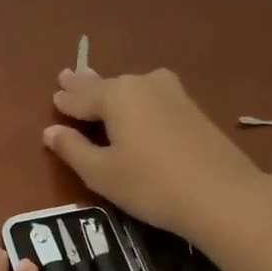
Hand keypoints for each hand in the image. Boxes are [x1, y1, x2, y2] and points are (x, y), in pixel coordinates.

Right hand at [44, 68, 264, 240]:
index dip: (65, 101)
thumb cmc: (149, 184)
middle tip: (67, 76)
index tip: (53, 97)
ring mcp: (172, 93)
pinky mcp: (191, 109)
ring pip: (131, 90)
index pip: (80, 97)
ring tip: (97, 88)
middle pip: (106, 86)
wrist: (221, 194)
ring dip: (112, 91)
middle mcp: (143, 83)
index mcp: (116, 94)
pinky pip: (150, 99)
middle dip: (85, 84)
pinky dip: (135, 101)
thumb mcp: (101, 173)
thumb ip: (73, 149)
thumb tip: (50, 132)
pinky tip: (133, 106)